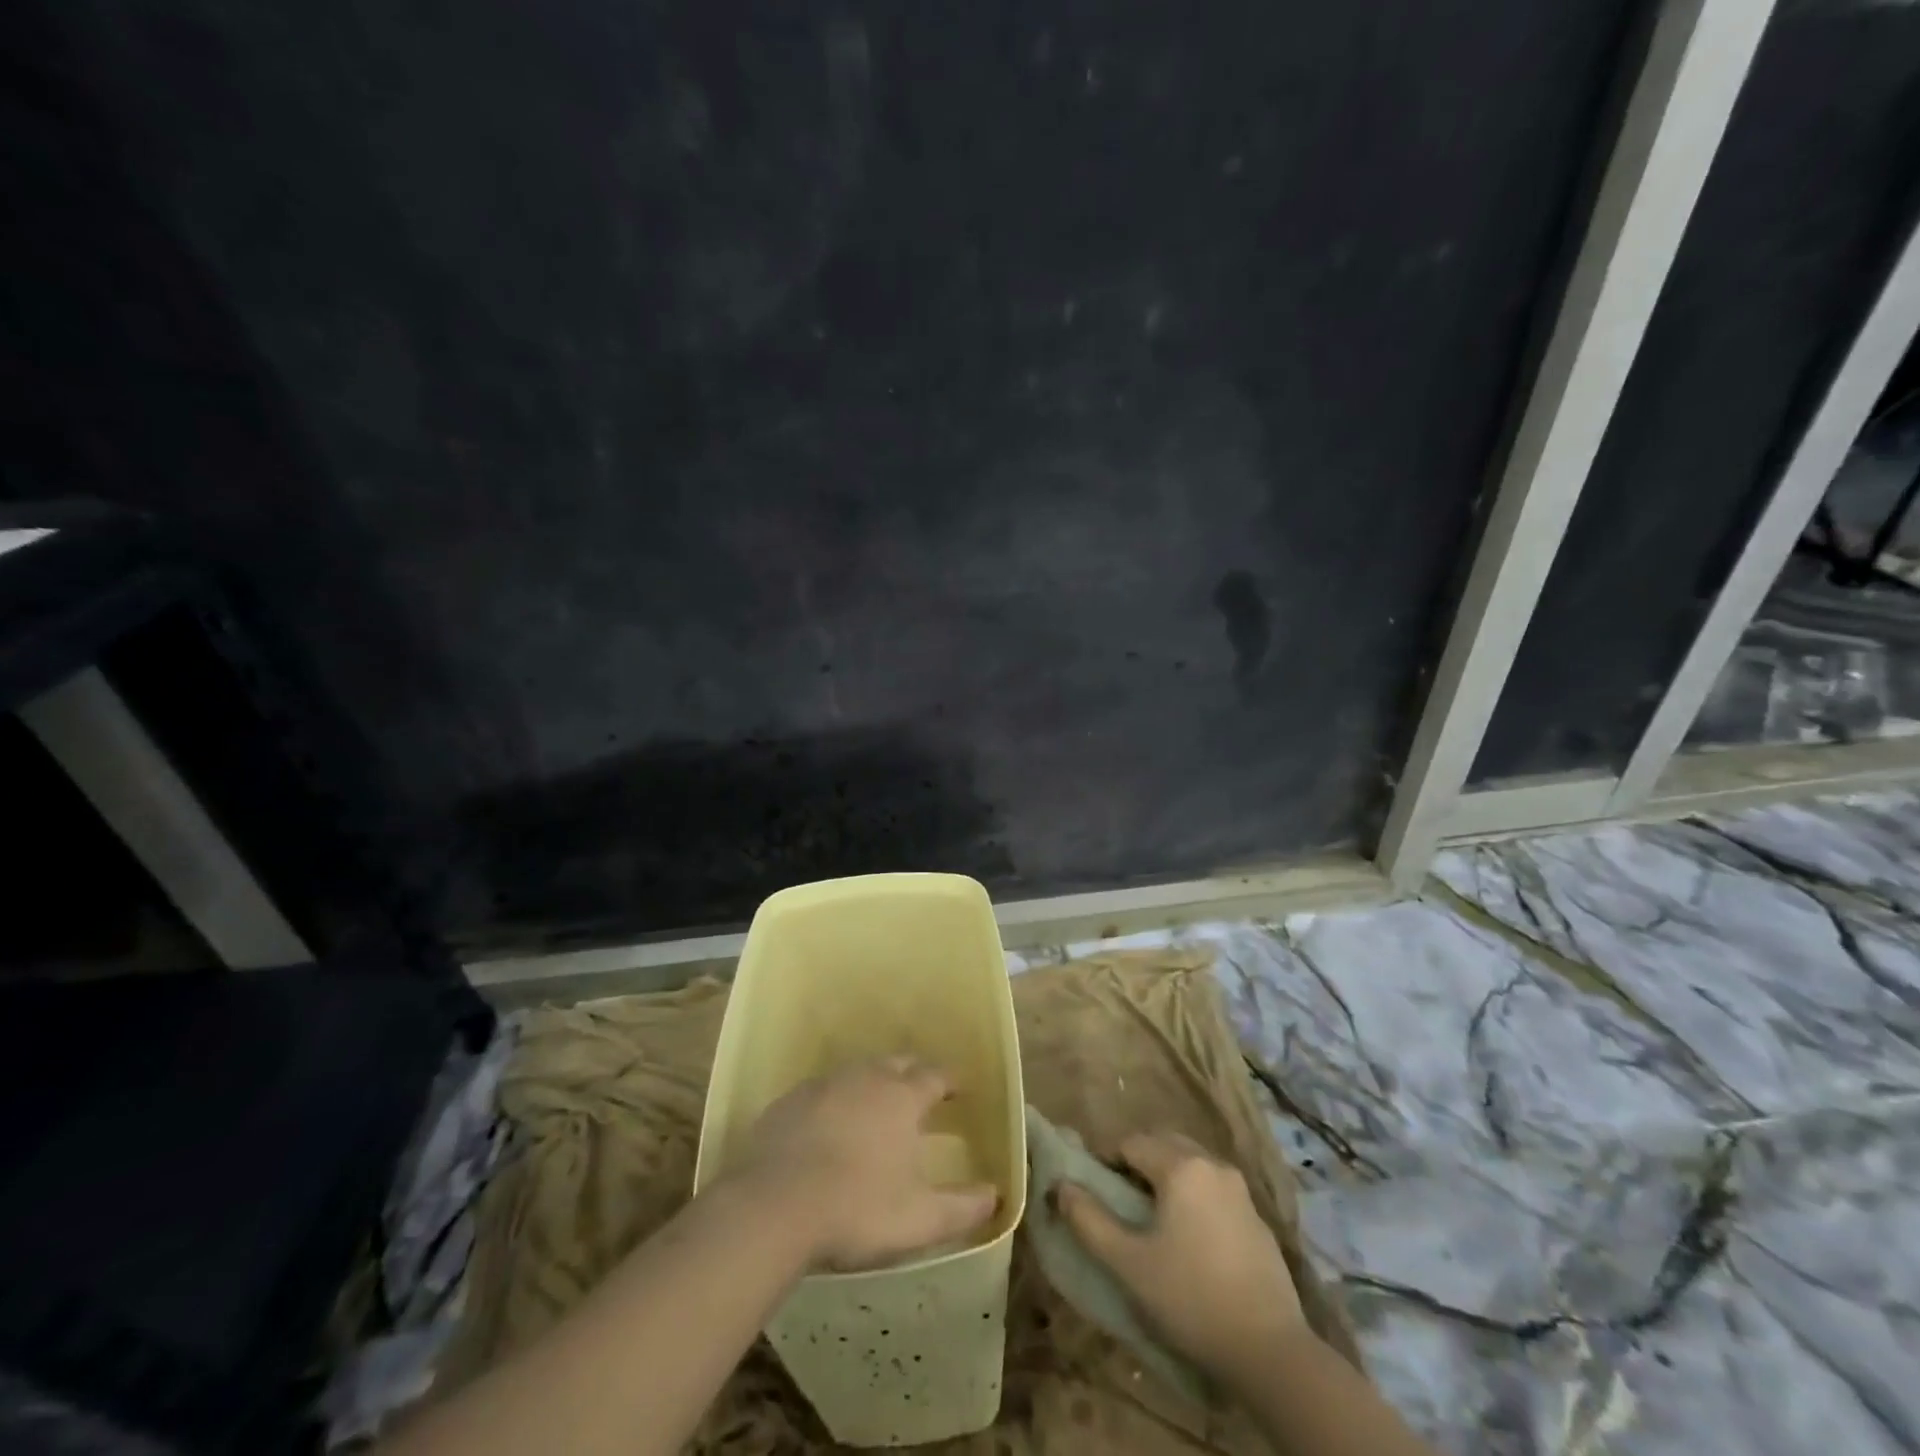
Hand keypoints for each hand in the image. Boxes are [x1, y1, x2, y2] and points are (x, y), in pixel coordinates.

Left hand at [726, 1057, 999, 1271]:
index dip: (949, 1081)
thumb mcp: (919, 1219)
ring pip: (857, 1072)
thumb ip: (962, 1208)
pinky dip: (834, 1100)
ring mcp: (824, 1085)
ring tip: (876, 1105)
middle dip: (913, 1073)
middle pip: (896, 1063)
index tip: (958, 1090)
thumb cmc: (857, 1209)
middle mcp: (865, 1078)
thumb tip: (995, 1196)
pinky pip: (821, 1091)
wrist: (774, 1207)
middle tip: (920, 1091)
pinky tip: (829, 1125)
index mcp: (901, 1098)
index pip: (934, 1076)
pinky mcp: (789, 1101)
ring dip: (872, 1083)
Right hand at [1057, 1132, 1306, 1382]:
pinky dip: (1193, 1195)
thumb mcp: (1128, 1263)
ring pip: (1190, 1163)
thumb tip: (1060, 1186)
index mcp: (1180, 1166)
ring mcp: (1239, 1189)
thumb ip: (1089, 1220)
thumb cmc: (1190, 1298)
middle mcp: (1211, 1163)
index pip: (1130, 1143)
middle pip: (1162, 1144)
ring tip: (1151, 1217)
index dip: (1107, 1161)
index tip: (1095, 1191)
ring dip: (1166, 1175)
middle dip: (1136, 1161)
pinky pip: (1213, 1187)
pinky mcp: (1256, 1217)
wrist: (1270, 1350)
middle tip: (1120, 1200)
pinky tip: (1189, 1236)